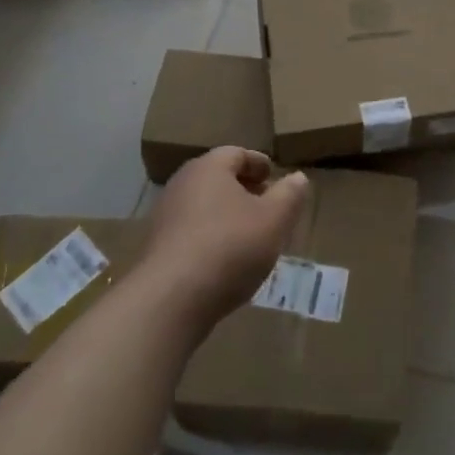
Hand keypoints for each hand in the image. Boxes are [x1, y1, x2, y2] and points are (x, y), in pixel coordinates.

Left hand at [145, 147, 307, 330]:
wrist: (170, 300)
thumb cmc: (230, 247)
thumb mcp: (275, 219)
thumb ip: (290, 195)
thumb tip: (298, 178)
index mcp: (209, 168)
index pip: (237, 153)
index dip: (259, 164)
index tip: (274, 177)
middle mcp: (182, 184)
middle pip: (218, 179)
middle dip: (244, 190)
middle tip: (267, 206)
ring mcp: (164, 217)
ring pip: (204, 207)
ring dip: (227, 216)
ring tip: (250, 236)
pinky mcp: (156, 249)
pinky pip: (191, 232)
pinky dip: (211, 238)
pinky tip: (225, 261)